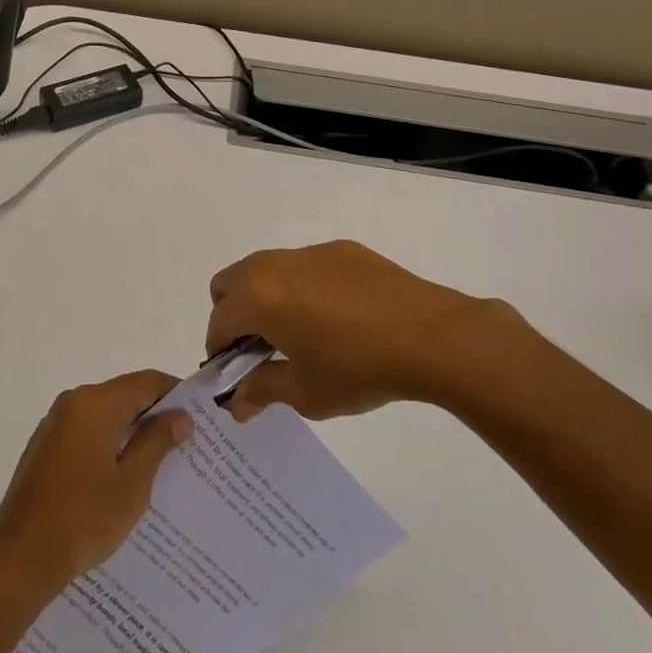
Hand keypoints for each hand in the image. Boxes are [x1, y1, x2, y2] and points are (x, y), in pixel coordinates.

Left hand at [0, 370, 192, 602]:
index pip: (145, 381)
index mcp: (94, 403)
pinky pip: (88, 435)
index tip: (201, 414)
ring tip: (164, 461)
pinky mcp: (46, 450)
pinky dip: (110, 445)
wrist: (21, 558)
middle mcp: (72, 404)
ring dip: (133, 432)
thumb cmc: (83, 517)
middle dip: (156, 415)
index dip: (175, 393)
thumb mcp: (132, 482)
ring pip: (106, 417)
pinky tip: (126, 476)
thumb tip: (180, 416)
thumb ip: (158, 441)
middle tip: (188, 440)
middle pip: (124, 396)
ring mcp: (55, 426)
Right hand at [205, 240, 529, 421]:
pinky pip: (304, 266)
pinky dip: (302, 287)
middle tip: (260, 348)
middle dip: (233, 315)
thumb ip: (261, 391)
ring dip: (266, 297)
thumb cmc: (359, 369)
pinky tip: (338, 317)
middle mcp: (275, 265)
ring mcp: (310, 253)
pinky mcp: (342, 250)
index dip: (220, 351)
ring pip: (266, 269)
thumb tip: (236, 402)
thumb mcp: (306, 392)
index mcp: (258, 297)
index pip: (219, 321)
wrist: (433, 337)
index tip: (236, 374)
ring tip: (299, 332)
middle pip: (230, 283)